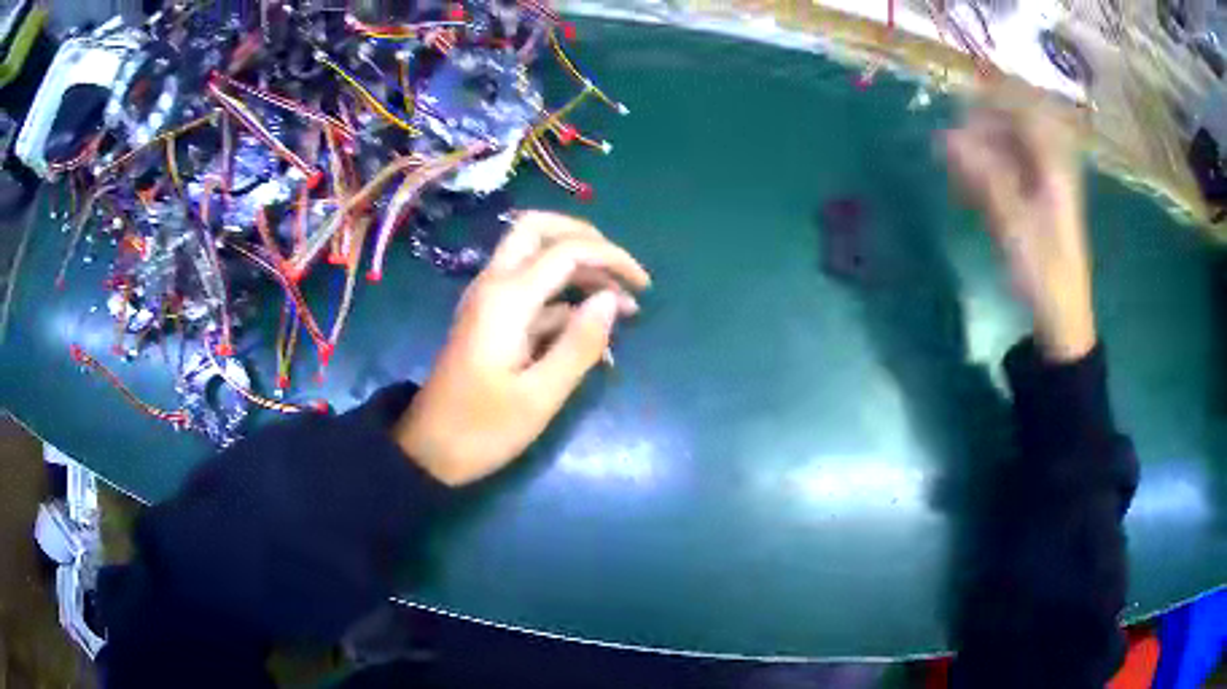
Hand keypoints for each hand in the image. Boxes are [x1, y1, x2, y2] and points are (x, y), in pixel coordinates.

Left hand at [394, 211, 650, 485]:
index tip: (645, 288)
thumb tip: (612, 300)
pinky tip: (590, 334)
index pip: (568, 251)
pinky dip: (564, 299)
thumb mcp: (539, 396)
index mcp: (507, 299)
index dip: (612, 259)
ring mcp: (489, 300)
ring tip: (620, 307)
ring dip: (578, 268)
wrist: (429, 450)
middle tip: (620, 272)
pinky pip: (531, 290)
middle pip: (538, 229)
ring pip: (535, 255)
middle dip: (586, 239)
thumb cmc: (483, 428)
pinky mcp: (490, 318)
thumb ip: (578, 344)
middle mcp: (494, 285)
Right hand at [945, 106, 1095, 361]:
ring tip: (952, 166)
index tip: (959, 103)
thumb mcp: (1013, 223)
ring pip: (1006, 151)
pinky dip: (983, 176)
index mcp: (1052, 165)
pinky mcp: (1031, 205)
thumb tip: (946, 136)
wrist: (1061, 317)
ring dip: (978, 153)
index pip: (1023, 110)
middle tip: (950, 142)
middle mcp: (1047, 167)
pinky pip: (1005, 176)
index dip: (992, 100)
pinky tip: (965, 189)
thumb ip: (982, 176)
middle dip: (979, 127)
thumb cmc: (1044, 271)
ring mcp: (1040, 187)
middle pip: (1012, 127)